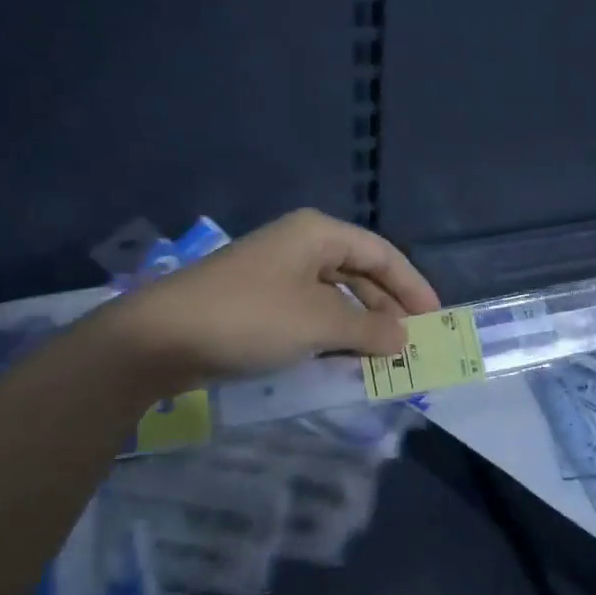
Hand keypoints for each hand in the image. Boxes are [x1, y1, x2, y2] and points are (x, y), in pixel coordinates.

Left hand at [100, 209, 439, 389]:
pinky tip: (342, 361)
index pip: (382, 254)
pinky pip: (309, 313)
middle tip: (412, 344)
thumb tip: (403, 338)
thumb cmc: (251, 317)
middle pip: (359, 273)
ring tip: (382, 359)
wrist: (160, 338)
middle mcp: (300, 245)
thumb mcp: (319, 323)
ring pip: (334, 296)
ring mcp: (276, 273)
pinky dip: (330, 335)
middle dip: (387, 309)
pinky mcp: (258, 301)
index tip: (436, 319)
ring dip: (360, 327)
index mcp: (318, 233)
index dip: (413, 286)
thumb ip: (369, 330)